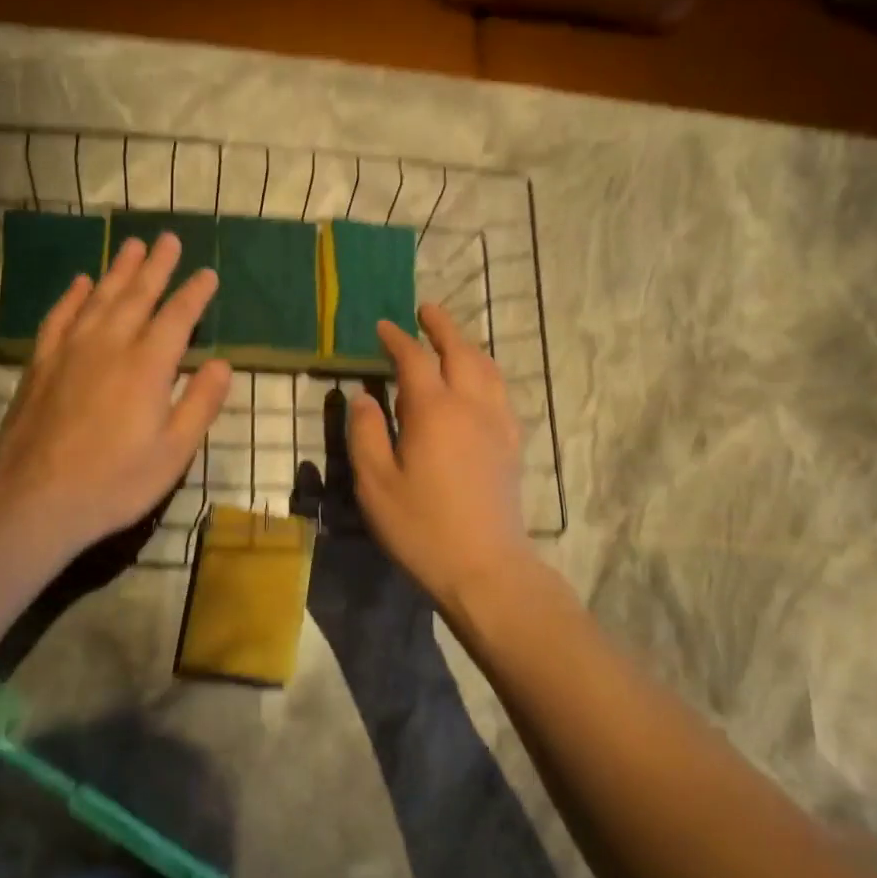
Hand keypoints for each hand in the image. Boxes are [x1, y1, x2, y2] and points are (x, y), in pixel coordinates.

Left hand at [0, 231, 231, 558]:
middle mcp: (109, 345)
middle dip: (156, 266)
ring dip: (118, 269)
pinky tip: (81, 282)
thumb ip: (200, 403)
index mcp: (148, 366)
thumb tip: (221, 363)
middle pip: (137, 295)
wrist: (35, 499)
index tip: (207, 273)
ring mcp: (70, 351)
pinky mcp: (41, 364)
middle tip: (168, 238)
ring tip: (131, 245)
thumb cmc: (115, 482)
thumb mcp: (173, 452)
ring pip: (99, 298)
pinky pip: (60, 317)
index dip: (195, 293)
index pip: (177, 317)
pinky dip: (73, 296)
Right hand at [346, 303, 533, 614]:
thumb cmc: (421, 527)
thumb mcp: (375, 483)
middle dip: (442, 327)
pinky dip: (485, 373)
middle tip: (425, 310)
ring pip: (487, 368)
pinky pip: (500, 392)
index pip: (414, 359)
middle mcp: (471, 406)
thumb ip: (366, 433)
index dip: (397, 339)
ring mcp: (497, 424)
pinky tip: (478, 384)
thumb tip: (364, 397)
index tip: (383, 326)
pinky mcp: (512, 444)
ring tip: (452, 340)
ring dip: (468, 346)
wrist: (485, 567)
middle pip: (460, 351)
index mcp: (434, 410)